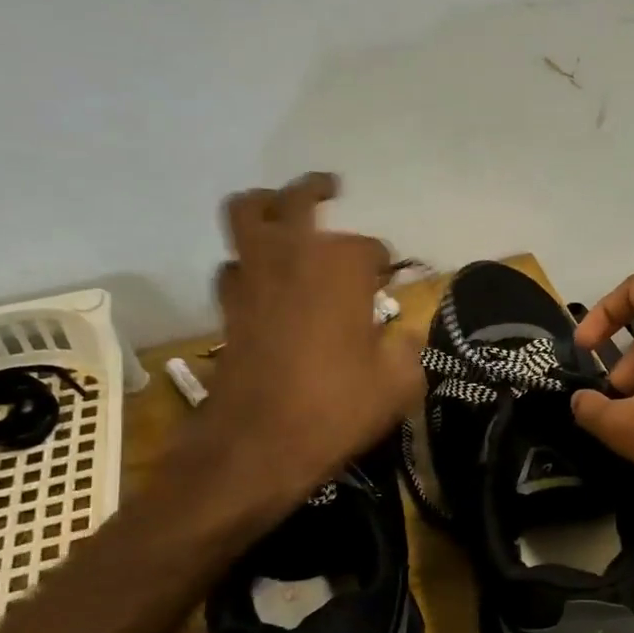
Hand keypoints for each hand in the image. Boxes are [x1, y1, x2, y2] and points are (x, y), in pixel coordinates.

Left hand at [171, 173, 421, 517]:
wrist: (258, 443)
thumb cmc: (337, 407)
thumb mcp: (399, 382)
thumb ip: (407, 345)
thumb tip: (400, 331)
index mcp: (342, 266)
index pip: (370, 248)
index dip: (383, 266)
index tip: (389, 286)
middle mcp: (293, 254)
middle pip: (296, 199)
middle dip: (316, 190)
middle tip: (331, 189)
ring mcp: (252, 275)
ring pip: (247, 214)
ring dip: (267, 209)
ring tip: (286, 219)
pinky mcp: (227, 304)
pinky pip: (234, 263)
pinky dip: (249, 262)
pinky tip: (265, 281)